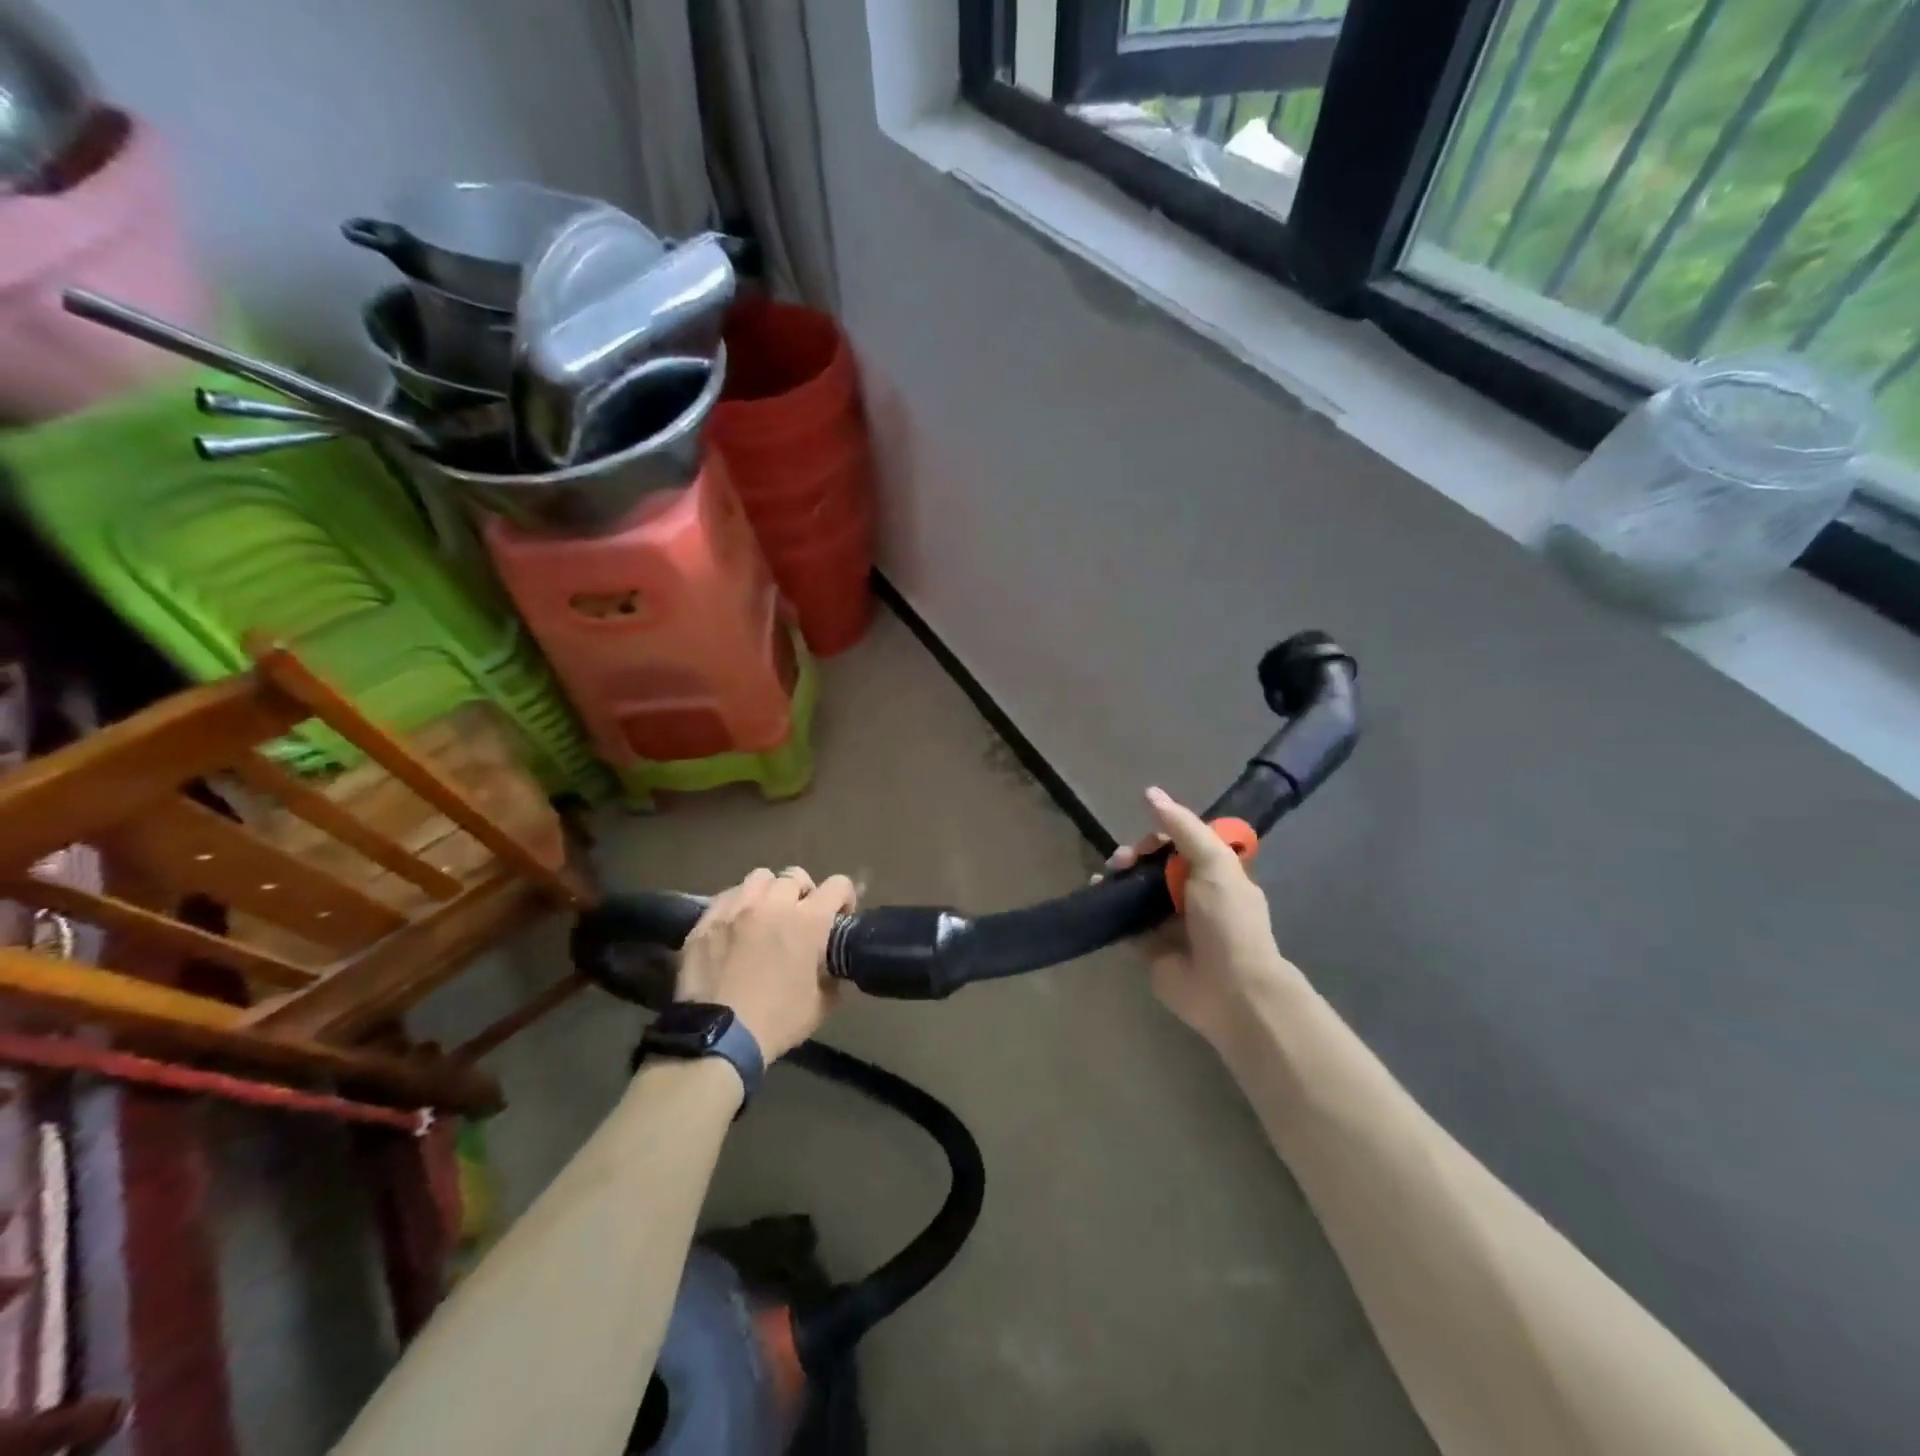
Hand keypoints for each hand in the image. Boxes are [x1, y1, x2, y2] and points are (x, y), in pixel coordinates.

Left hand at [676, 868, 856, 1060]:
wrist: (717, 1038)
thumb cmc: (777, 1021)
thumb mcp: (822, 1005)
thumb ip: (835, 976)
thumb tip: (838, 967)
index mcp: (808, 921)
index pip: (838, 884)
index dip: (844, 897)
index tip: (839, 916)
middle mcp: (773, 904)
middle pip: (795, 876)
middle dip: (804, 893)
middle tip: (799, 918)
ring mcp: (736, 907)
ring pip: (759, 878)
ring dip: (769, 892)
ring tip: (765, 915)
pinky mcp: (707, 919)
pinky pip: (728, 895)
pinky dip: (738, 904)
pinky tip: (736, 926)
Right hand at [1104, 788, 1308, 1052]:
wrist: (1231, 989)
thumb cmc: (1228, 922)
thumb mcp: (1215, 864)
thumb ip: (1184, 828)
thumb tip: (1150, 792)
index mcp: (1215, 876)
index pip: (1182, 845)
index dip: (1161, 837)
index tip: (1147, 843)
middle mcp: (1192, 897)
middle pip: (1155, 866)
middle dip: (1135, 856)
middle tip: (1121, 860)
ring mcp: (1169, 924)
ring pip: (1137, 892)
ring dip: (1119, 878)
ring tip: (1105, 875)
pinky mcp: (1149, 949)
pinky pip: (1125, 923)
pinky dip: (1109, 908)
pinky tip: (1095, 894)